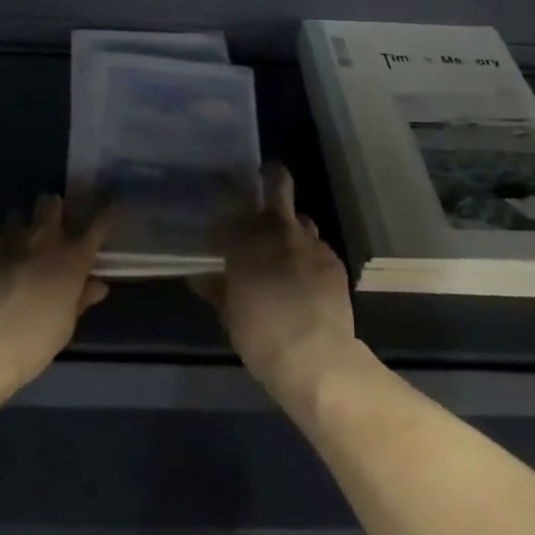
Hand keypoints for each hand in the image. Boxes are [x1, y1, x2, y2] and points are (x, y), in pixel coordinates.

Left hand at [0, 194, 110, 399]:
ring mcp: (9, 238)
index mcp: (72, 259)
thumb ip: (81, 299)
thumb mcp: (65, 325)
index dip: (105, 210)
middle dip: (53, 207)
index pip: (98, 224)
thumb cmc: (32, 343)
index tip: (109, 201)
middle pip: (52, 203)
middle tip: (51, 220)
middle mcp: (44, 239)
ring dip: (20, 223)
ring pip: (18, 212)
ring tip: (16, 238)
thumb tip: (98, 284)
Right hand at [193, 165, 361, 404]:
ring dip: (290, 226)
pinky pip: (317, 247)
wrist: (314, 356)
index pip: (228, 216)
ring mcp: (311, 243)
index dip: (222, 224)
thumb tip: (200, 277)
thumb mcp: (229, 314)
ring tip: (285, 245)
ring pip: (300, 218)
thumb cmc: (261, 335)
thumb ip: (217, 288)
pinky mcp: (334, 260)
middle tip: (262, 181)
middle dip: (270, 177)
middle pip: (278, 185)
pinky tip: (305, 275)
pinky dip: (308, 254)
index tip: (217, 236)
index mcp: (246, 240)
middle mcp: (279, 231)